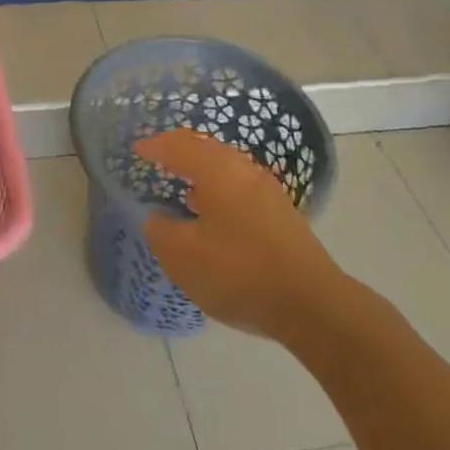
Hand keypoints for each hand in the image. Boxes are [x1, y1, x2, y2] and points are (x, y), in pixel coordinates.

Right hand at [139, 130, 344, 340]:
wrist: (311, 303)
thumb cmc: (239, 272)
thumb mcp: (183, 256)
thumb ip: (161, 232)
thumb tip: (158, 218)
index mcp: (217, 170)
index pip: (179, 146)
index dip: (155, 146)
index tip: (137, 149)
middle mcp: (243, 170)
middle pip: (206, 149)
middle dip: (181, 150)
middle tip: (159, 157)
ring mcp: (267, 191)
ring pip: (227, 168)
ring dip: (202, 171)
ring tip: (183, 186)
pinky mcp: (281, 214)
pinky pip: (240, 187)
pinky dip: (219, 190)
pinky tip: (213, 214)